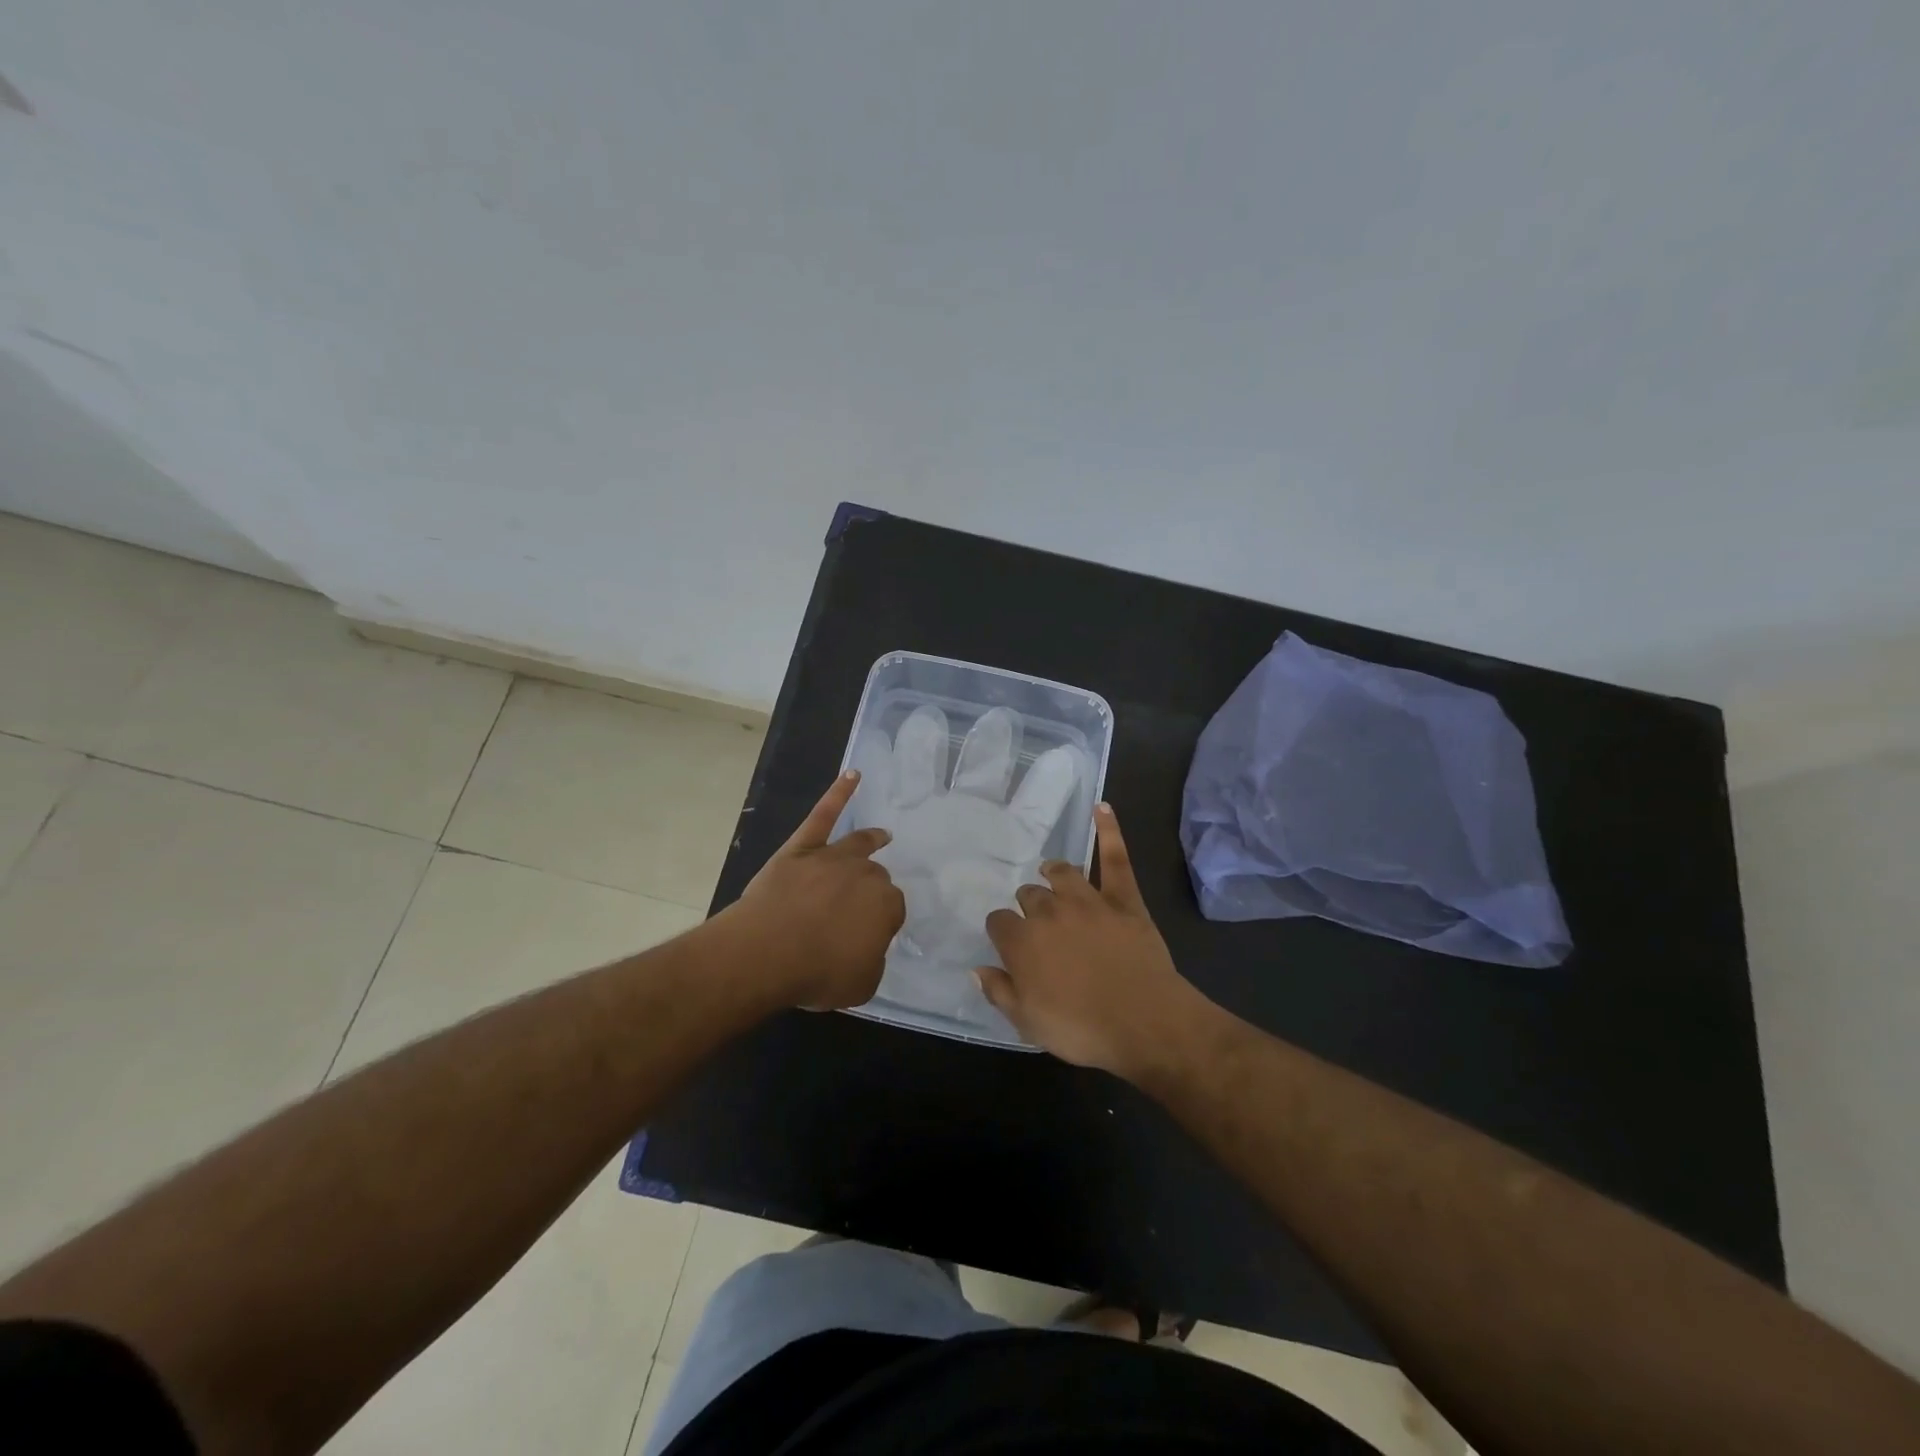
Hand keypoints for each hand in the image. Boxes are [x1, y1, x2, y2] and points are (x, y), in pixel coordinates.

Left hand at [726, 771, 904, 1009]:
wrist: (765, 953)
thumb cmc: (816, 973)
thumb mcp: (860, 985)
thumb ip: (872, 962)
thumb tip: (867, 948)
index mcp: (886, 905)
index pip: (892, 910)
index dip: (881, 924)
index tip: (868, 937)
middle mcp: (866, 874)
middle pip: (875, 876)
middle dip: (871, 890)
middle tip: (857, 909)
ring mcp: (833, 856)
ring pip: (858, 844)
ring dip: (871, 840)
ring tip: (882, 836)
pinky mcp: (802, 847)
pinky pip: (823, 814)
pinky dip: (839, 793)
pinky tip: (852, 775)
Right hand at [976, 804, 1210, 1077]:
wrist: (1144, 1022)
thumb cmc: (1081, 1028)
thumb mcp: (1028, 1023)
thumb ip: (999, 992)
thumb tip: (976, 968)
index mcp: (1022, 942)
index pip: (999, 922)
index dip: (1002, 931)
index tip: (1009, 943)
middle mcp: (1049, 912)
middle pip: (1029, 895)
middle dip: (1028, 905)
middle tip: (1038, 924)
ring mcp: (1088, 901)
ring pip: (1062, 873)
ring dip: (1054, 871)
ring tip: (1051, 871)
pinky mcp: (1123, 899)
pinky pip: (1115, 859)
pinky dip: (1109, 831)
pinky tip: (1103, 808)